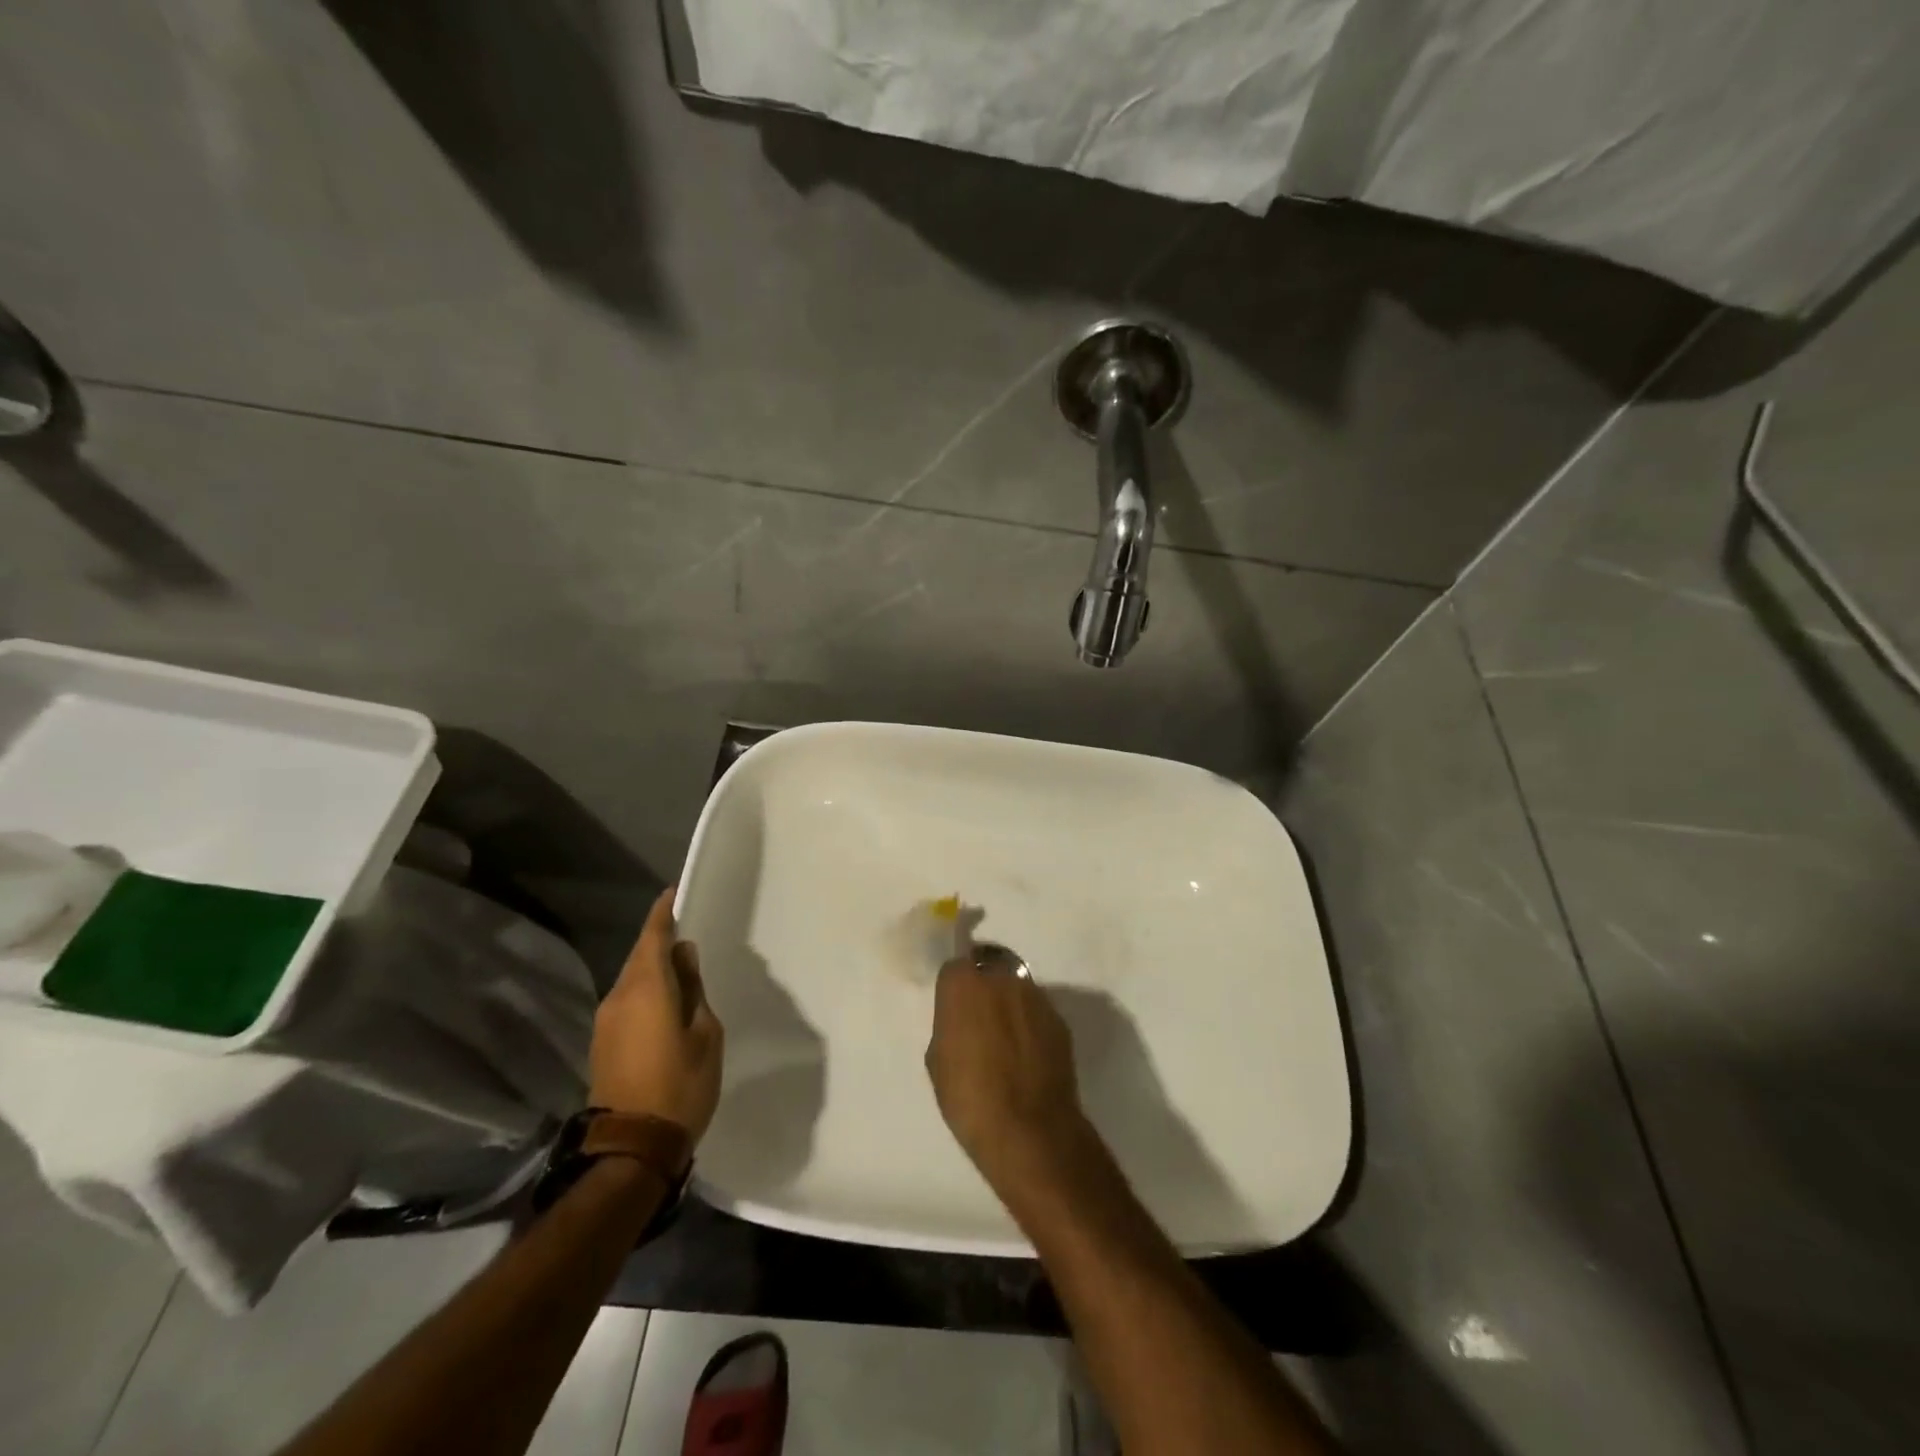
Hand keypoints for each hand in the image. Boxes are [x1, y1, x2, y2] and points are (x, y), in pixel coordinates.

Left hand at [589, 888, 723, 1141]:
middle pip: (639, 957)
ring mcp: (605, 1021)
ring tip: (683, 972)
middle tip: (688, 938)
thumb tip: (683, 957)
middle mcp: (618, 997)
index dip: (662, 913)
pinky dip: (646, 992)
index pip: (652, 937)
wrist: (631, 1148)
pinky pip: (627, 1002)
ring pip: (632, 980)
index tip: (673, 894)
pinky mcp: (602, 1043)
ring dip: (654, 971)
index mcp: (646, 988)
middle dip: (660, 943)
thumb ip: (693, 989)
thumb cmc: (680, 1085)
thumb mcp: (705, 1033)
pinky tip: (665, 1003)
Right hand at [925, 958, 1090, 1196]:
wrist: (1030, 1131)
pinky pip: (1037, 1014)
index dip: (953, 989)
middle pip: (988, 972)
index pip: (954, 968)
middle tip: (979, 1024)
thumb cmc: (970, 1098)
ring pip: (1016, 990)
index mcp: (964, 985)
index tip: (952, 1010)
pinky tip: (1027, 1057)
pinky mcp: (1059, 1020)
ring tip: (1006, 1043)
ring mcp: (1036, 997)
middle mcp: (1002, 979)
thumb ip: (949, 1026)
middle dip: (983, 991)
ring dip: (1009, 1006)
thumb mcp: (938, 1062)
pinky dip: (1031, 1027)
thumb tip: (961, 1020)